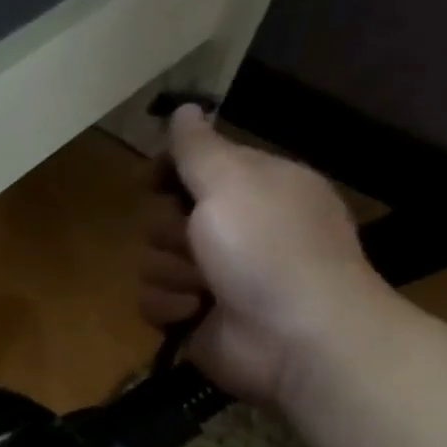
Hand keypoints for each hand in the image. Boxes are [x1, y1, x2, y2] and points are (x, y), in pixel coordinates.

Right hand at [139, 105, 394, 404]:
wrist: (296, 338)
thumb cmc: (269, 250)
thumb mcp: (233, 183)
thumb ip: (199, 148)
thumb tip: (185, 107)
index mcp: (256, 190)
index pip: (197, 167)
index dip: (170, 172)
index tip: (150, 180)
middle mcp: (235, 230)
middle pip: (165, 218)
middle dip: (170, 233)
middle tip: (197, 242)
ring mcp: (214, 277)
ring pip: (153, 262)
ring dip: (172, 273)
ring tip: (204, 287)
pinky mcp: (194, 316)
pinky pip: (153, 301)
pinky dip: (171, 306)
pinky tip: (195, 312)